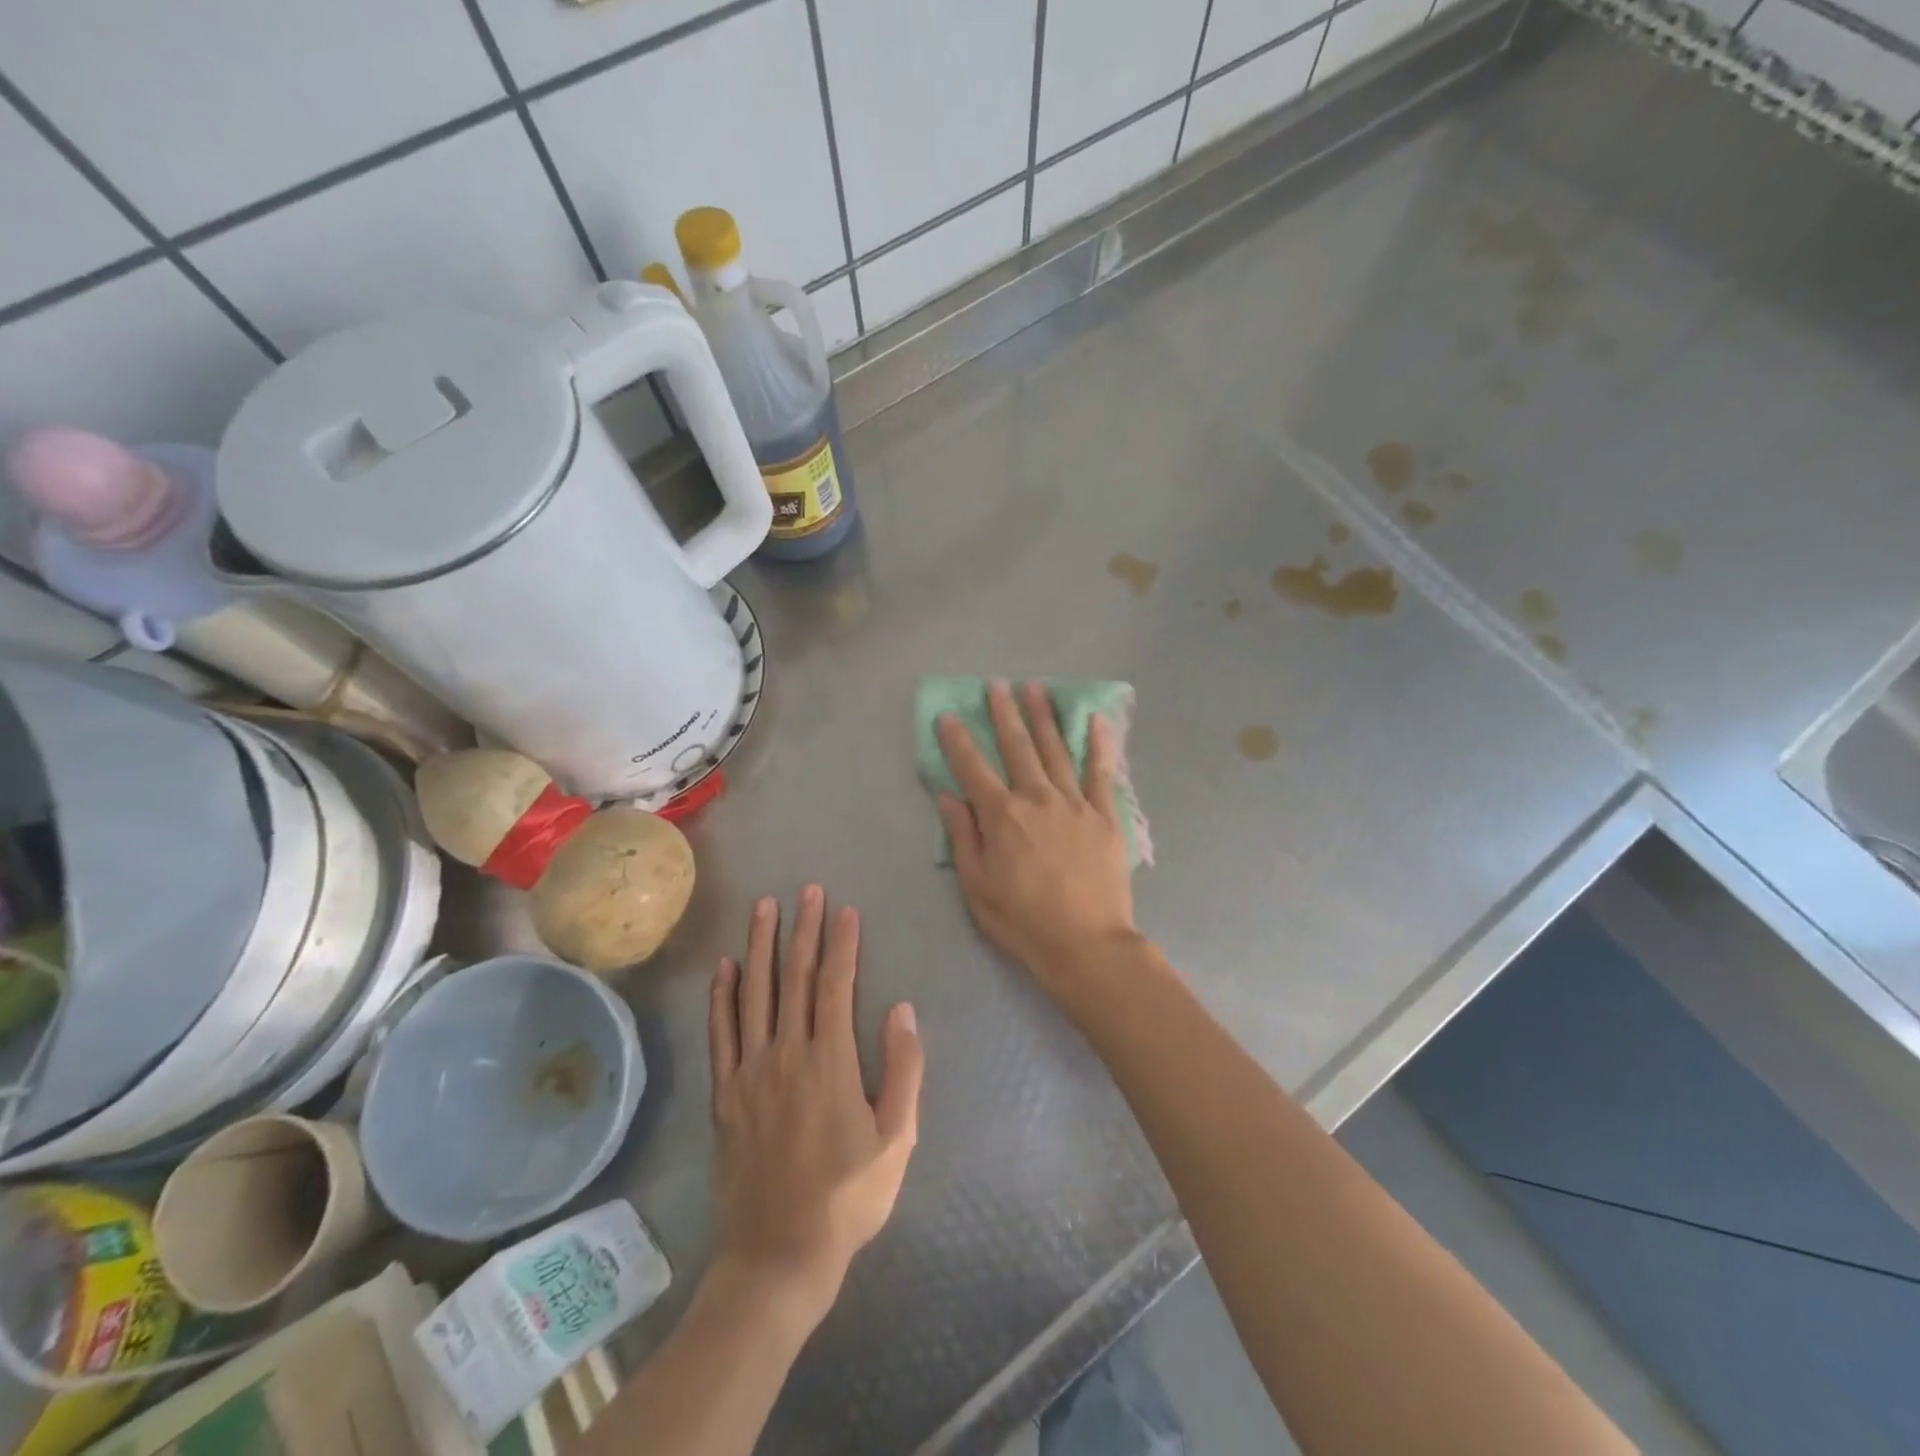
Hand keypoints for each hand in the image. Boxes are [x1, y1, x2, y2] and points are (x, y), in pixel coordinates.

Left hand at [707, 886, 923, 1332]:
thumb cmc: (848, 1199)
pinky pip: (720, 1033)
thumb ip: (903, 1071)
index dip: (841, 944)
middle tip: (807, 890)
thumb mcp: (897, 1141)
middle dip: (802, 930)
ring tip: (764, 907)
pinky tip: (725, 966)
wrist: (777, 1256)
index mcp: (830, 1062)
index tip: (845, 910)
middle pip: (794, 978)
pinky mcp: (724, 1094)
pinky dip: (722, 996)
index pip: (835, 985)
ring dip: (760, 946)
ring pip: (754, 994)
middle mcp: (786, 1054)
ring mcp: (749, 1072)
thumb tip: (902, 1010)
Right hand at [936, 680, 1138, 988]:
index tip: (948, 715)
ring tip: (1035, 688)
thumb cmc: (1023, 920)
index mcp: (1003, 815)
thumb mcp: (977, 885)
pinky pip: (1101, 772)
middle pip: (1018, 747)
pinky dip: (1098, 745)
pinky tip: (1095, 720)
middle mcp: (1038, 798)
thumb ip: (963, 836)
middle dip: (1005, 713)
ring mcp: (1075, 803)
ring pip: (1056, 750)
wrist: (1086, 944)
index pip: (973, 768)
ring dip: (1044, 717)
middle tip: (997, 685)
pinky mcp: (1106, 816)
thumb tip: (948, 795)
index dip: (958, 740)